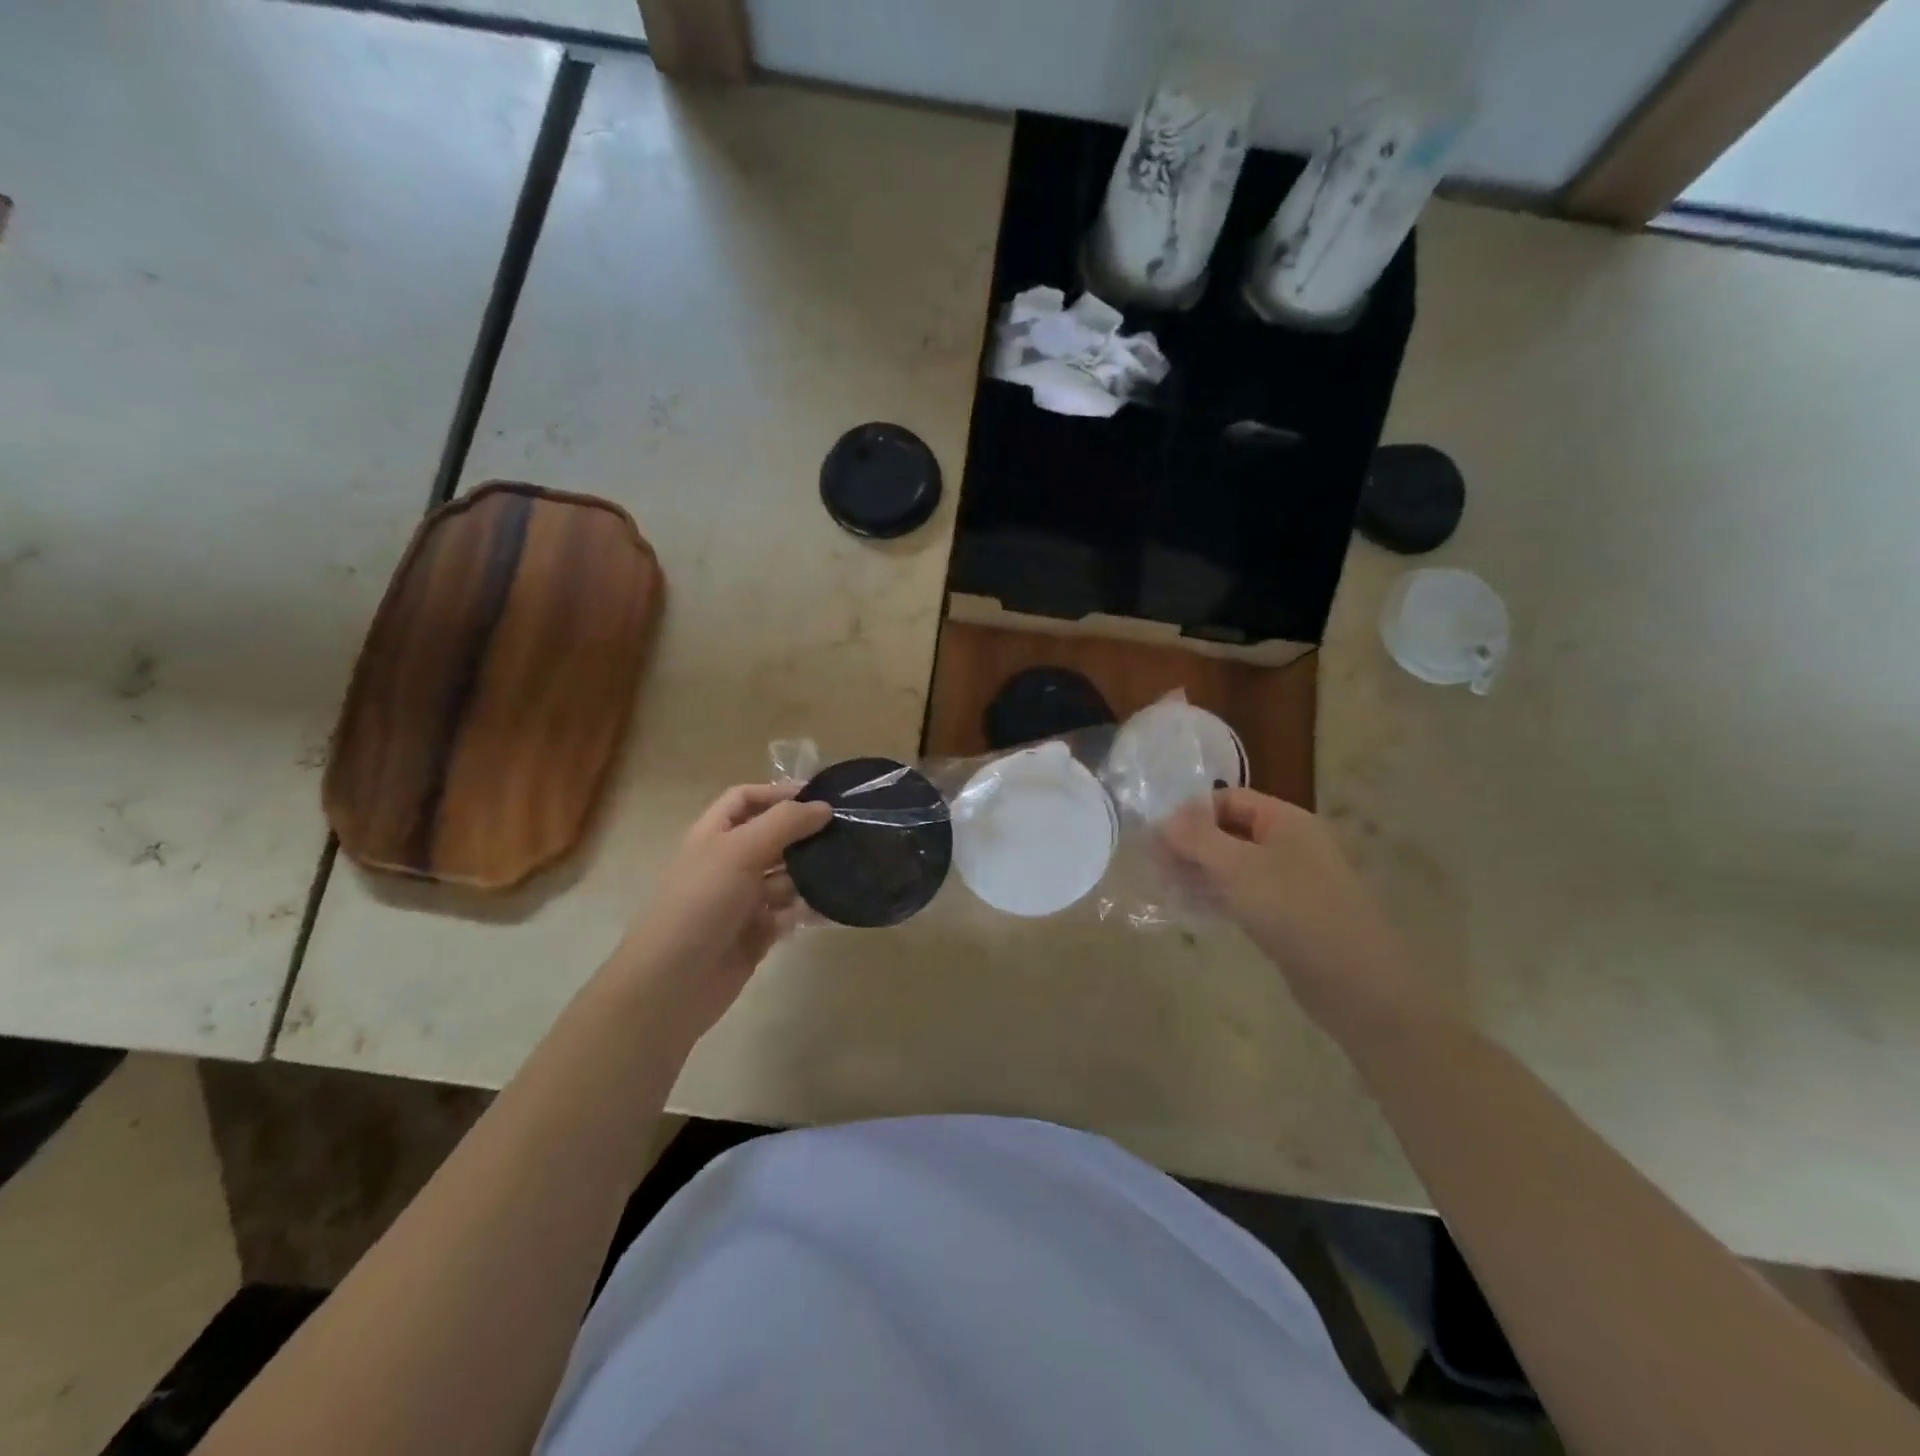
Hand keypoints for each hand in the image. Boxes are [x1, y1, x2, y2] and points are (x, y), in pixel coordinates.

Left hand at [614, 783, 831, 1038]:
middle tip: (849, 832)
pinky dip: (812, 908)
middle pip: (774, 837)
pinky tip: (838, 906)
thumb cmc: (701, 904)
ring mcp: (744, 900)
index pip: (746, 799)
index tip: (821, 797)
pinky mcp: (759, 933)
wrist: (672, 984)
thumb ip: (784, 823)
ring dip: (814, 872)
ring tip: (852, 866)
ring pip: (787, 876)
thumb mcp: (739, 851)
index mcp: (714, 835)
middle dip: (806, 833)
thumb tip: (824, 807)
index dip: (778, 793)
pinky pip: (792, 912)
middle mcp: (730, 863)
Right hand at [1159, 788, 1435, 1031]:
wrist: (1356, 983)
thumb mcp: (1238, 868)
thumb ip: (1197, 839)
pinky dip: (1218, 897)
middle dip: (1191, 845)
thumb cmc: (1294, 911)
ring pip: (1234, 866)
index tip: (1158, 838)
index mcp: (1286, 821)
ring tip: (1167, 889)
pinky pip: (1245, 895)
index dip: (1191, 813)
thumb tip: (1163, 819)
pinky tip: (1193, 911)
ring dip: (1200, 873)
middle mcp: (1290, 844)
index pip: (1229, 799)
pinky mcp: (1288, 916)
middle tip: (1156, 868)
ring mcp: (1291, 882)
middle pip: (1229, 831)